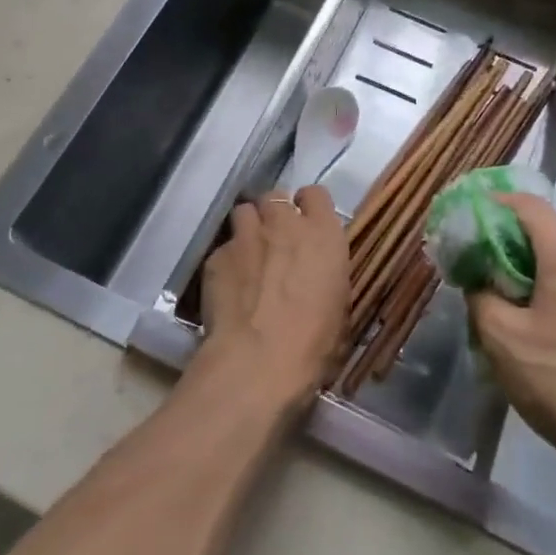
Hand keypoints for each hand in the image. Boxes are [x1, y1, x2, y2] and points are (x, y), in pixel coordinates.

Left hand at [195, 187, 349, 412]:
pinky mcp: (216, 255)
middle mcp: (284, 223)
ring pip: (244, 212)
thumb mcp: (339, 307)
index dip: (308, 207)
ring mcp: (246, 235)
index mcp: (323, 233)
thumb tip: (316, 278)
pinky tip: (229, 286)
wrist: (258, 360)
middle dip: (275, 213)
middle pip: (275, 196)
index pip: (316, 194)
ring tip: (249, 254)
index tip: (306, 225)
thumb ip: (326, 276)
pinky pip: (224, 247)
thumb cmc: (314, 342)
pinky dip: (227, 261)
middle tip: (276, 240)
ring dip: (249, 227)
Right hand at [469, 194, 555, 483]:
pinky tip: (541, 325)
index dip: (490, 205)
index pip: (526, 203)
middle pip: (546, 230)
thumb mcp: (502, 340)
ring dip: (532, 270)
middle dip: (508, 243)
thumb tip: (480, 280)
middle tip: (478, 269)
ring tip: (505, 302)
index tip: (464, 223)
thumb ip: (480, 295)